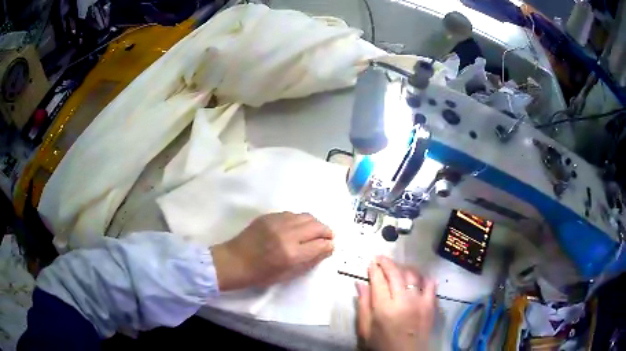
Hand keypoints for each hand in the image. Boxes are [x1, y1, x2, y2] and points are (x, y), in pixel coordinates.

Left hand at [211, 212, 334, 290]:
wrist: (234, 261)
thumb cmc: (260, 274)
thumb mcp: (287, 275)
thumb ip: (309, 262)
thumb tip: (325, 250)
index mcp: (291, 254)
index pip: (320, 245)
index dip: (329, 245)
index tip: (331, 246)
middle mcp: (287, 235)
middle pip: (316, 226)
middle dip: (326, 231)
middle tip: (329, 236)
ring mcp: (277, 222)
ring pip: (305, 216)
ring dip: (315, 223)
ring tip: (316, 230)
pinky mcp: (268, 216)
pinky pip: (291, 214)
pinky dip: (300, 219)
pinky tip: (298, 226)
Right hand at [356, 256, 436, 350]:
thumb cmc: (382, 344)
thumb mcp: (365, 330)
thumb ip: (362, 306)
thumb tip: (360, 284)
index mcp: (384, 308)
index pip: (378, 281)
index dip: (374, 269)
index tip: (371, 263)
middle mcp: (403, 301)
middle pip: (395, 274)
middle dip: (387, 262)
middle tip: (381, 258)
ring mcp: (419, 301)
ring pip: (413, 275)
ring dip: (404, 267)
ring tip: (397, 266)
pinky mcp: (431, 305)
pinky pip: (430, 285)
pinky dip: (425, 278)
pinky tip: (419, 277)